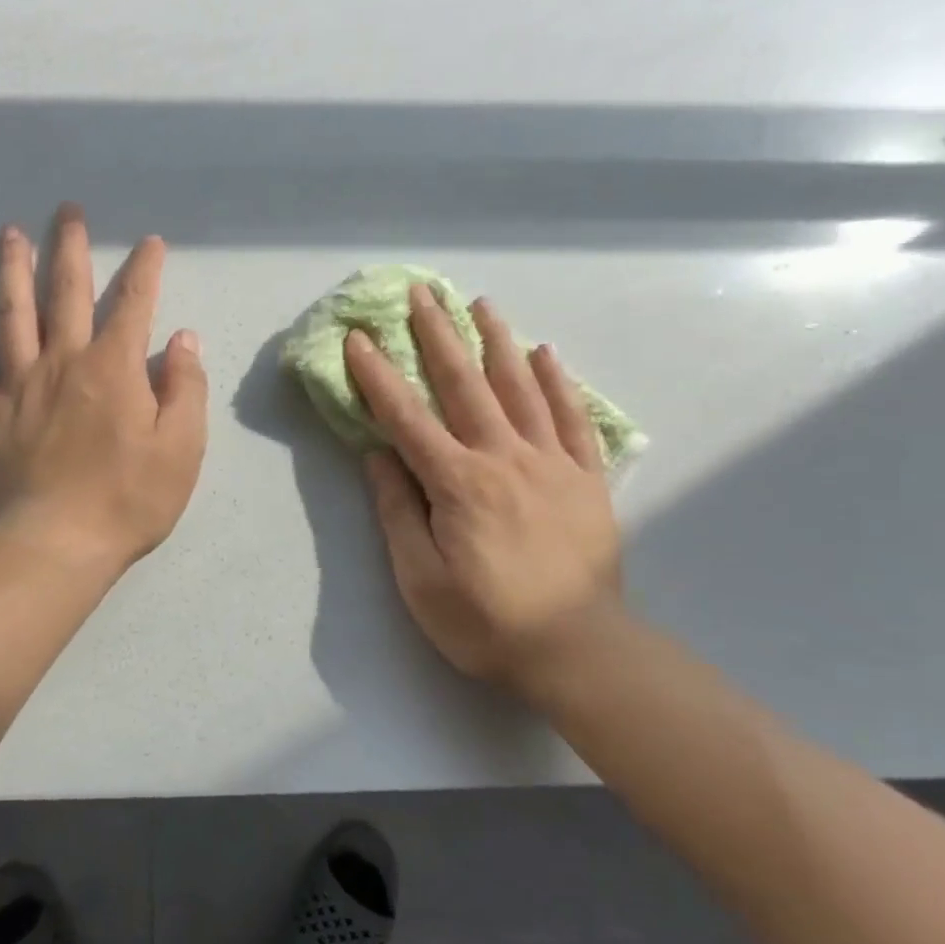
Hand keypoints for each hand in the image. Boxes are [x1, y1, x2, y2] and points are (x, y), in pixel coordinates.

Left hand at [0, 204, 207, 573]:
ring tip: (10, 234)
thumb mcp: (183, 447)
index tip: (151, 243)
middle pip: (66, 293)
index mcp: (113, 368)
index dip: (145, 270)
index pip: (134, 305)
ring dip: (11, 270)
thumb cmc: (130, 499)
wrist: (59, 544)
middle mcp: (63, 362)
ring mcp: (17, 386)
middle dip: (71, 248)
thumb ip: (185, 387)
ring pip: (11, 314)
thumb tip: (181, 339)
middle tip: (68, 211)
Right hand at [344, 284, 623, 699]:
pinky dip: (557, 382)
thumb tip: (378, 455)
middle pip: (464, 384)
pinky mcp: (586, 478)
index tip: (358, 337)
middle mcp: (503, 457)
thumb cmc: (487, 621)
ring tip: (480, 303)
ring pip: (519, 388)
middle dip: (438, 335)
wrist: (579, 650)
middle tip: (421, 293)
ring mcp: (551, 462)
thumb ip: (398, 512)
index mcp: (458, 482)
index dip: (378, 375)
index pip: (406, 417)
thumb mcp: (421, 579)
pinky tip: (545, 353)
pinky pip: (571, 418)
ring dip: (496, 341)